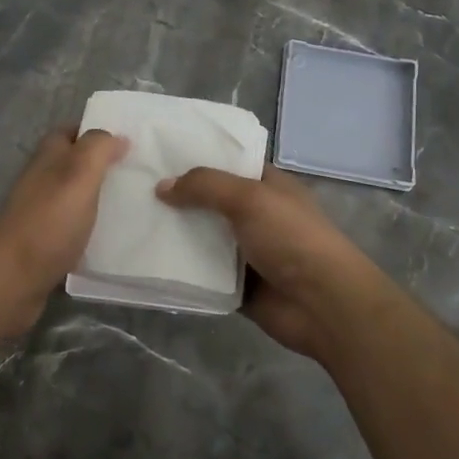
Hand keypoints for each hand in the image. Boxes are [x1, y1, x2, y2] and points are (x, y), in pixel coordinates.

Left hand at [0, 126, 127, 326]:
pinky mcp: (46, 243)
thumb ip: (98, 148)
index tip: (130, 140)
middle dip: (105, 167)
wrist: (14, 278)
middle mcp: (42, 180)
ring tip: (138, 205)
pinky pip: (75, 229)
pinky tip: (117, 239)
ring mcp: (42, 213)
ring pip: (77, 198)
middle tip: (141, 175)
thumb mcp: (79, 173)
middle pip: (75, 165)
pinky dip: (94, 230)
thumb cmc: (49, 220)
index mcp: (48, 157)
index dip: (97, 132)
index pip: (71, 132)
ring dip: (101, 200)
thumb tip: (118, 136)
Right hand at [158, 165, 398, 362]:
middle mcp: (257, 215)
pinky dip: (184, 270)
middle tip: (134, 188)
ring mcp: (248, 252)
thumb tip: (161, 187)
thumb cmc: (291, 237)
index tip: (159, 153)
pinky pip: (204, 274)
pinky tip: (150, 261)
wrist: (324, 304)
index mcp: (268, 186)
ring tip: (134, 222)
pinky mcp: (239, 286)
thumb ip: (204, 186)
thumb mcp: (249, 198)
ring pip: (204, 238)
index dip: (198, 156)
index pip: (229, 162)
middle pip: (211, 201)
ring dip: (177, 234)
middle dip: (179, 197)